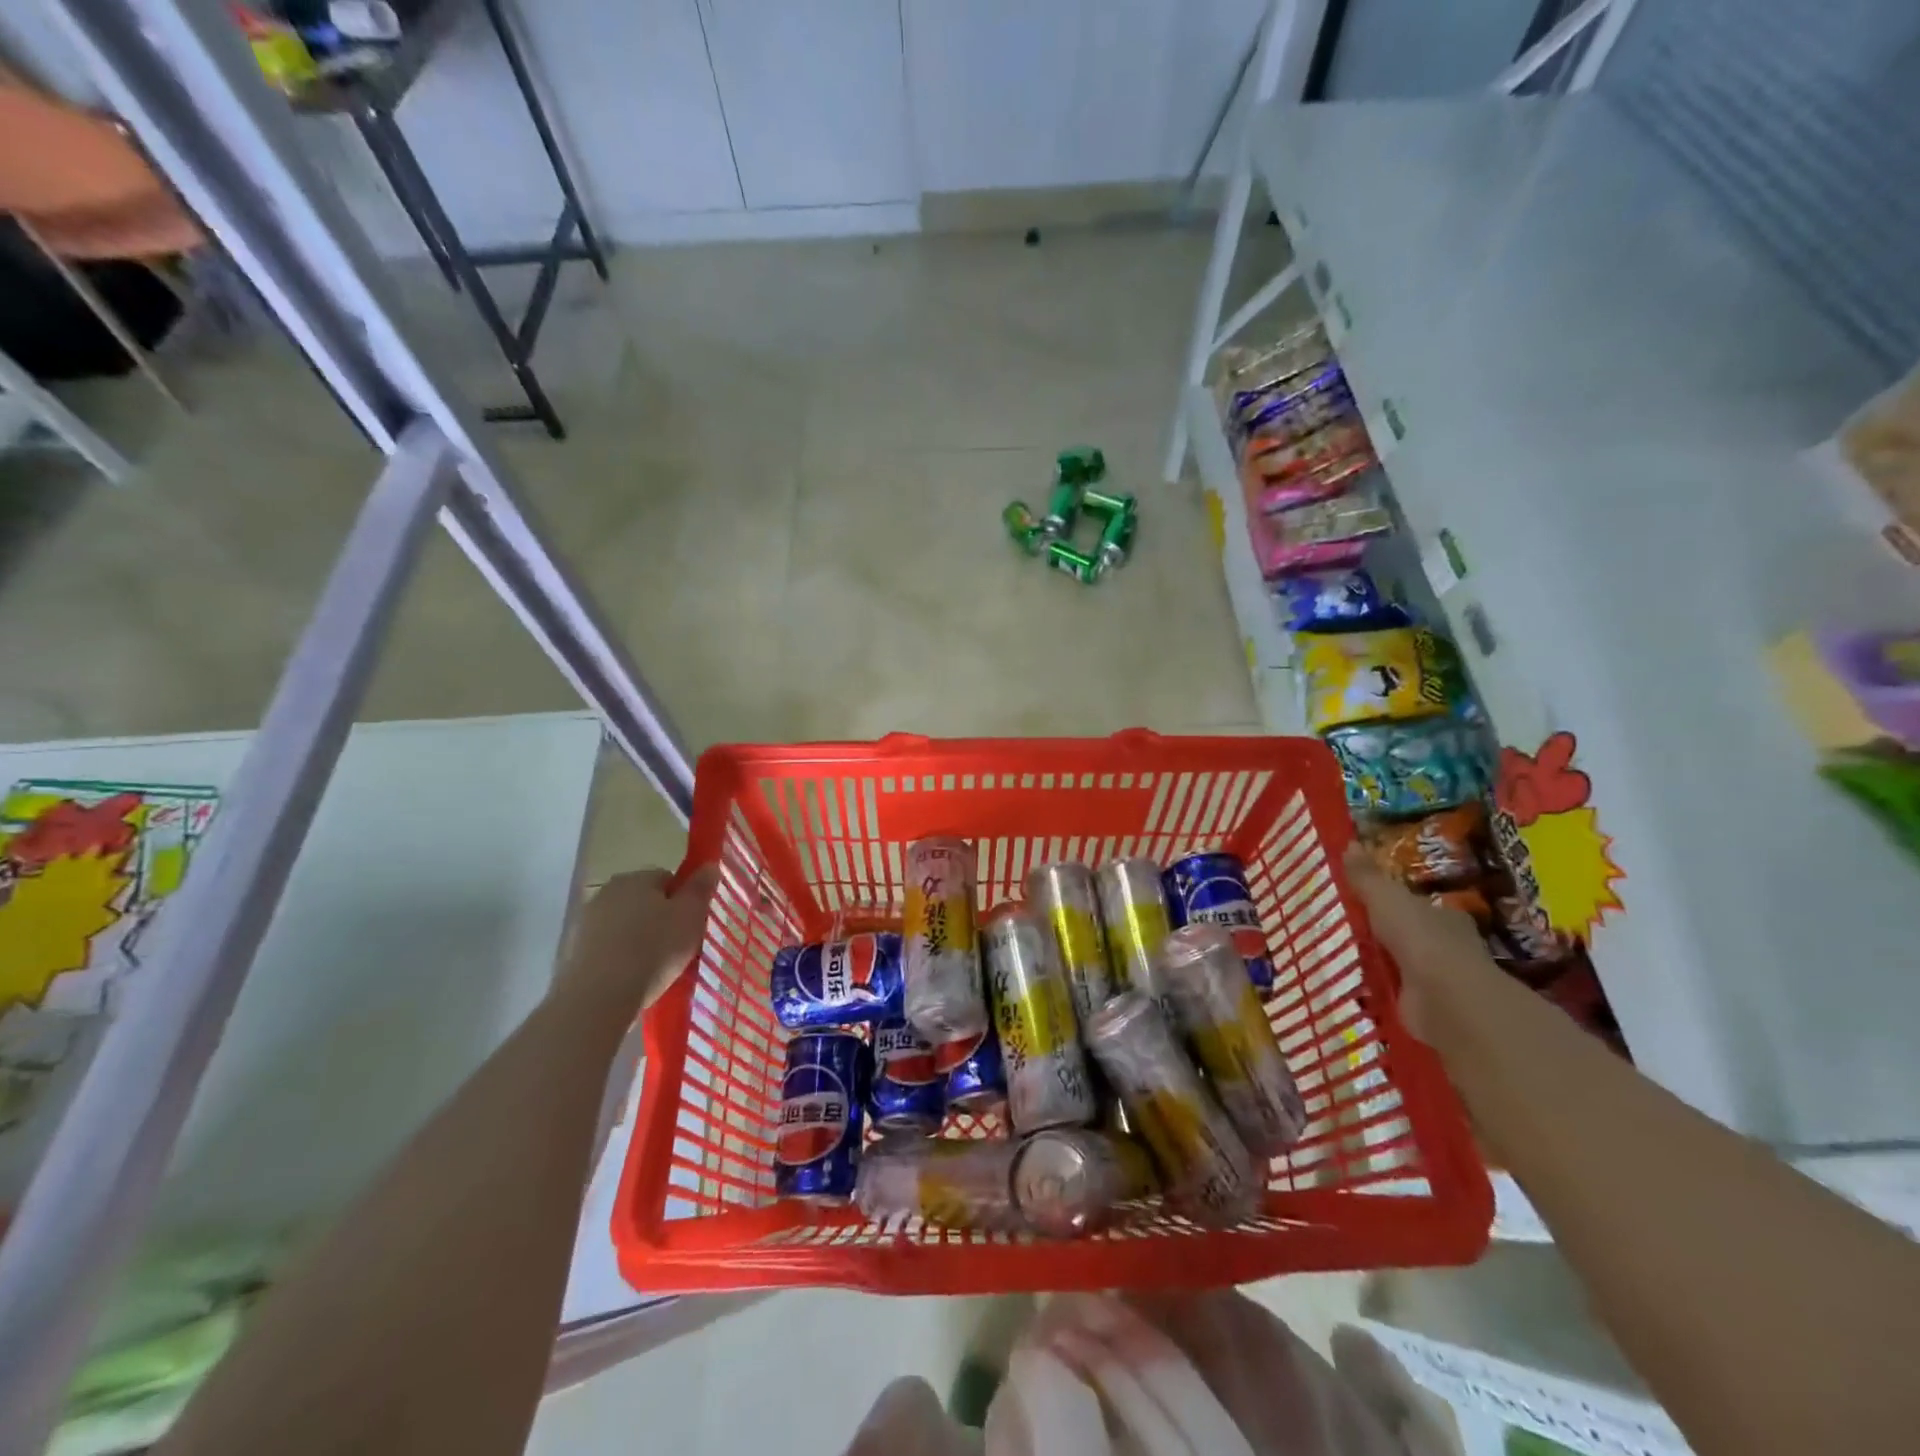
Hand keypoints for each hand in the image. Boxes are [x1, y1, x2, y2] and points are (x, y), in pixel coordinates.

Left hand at [553, 865, 720, 1023]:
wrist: (597, 997)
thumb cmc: (653, 950)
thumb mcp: (690, 917)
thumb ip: (701, 888)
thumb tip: (709, 864)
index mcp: (636, 878)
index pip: (667, 878)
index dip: (683, 900)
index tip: (690, 924)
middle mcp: (607, 892)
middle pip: (644, 900)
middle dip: (659, 918)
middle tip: (676, 946)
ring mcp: (586, 921)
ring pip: (624, 924)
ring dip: (638, 938)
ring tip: (654, 967)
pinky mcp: (573, 951)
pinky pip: (607, 947)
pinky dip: (618, 957)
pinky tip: (629, 978)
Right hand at [1342, 842, 1503, 1046]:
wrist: (1445, 999)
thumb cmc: (1420, 939)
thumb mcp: (1386, 899)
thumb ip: (1367, 877)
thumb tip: (1349, 843)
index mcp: (1444, 916)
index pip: (1419, 905)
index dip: (1397, 902)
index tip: (1368, 901)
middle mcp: (1447, 946)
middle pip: (1411, 934)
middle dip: (1386, 934)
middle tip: (1347, 928)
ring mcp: (1438, 979)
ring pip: (1403, 964)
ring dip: (1380, 963)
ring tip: (1341, 957)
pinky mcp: (1426, 1007)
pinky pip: (1395, 993)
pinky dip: (1379, 991)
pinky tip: (1354, 987)